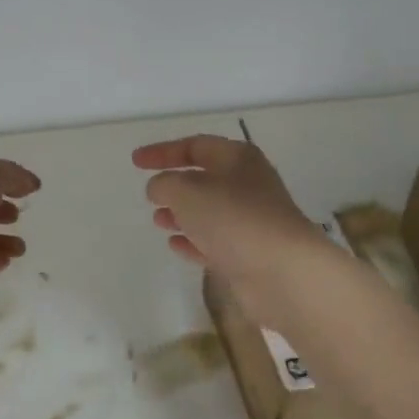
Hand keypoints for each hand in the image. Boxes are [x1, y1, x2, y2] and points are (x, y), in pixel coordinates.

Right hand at [133, 135, 321, 324]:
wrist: (282, 272)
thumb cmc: (233, 219)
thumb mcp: (187, 192)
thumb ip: (165, 184)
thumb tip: (160, 188)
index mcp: (237, 159)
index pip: (195, 146)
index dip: (163, 152)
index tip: (136, 162)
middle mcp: (247, 185)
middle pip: (205, 178)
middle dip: (175, 185)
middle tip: (150, 194)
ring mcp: (250, 221)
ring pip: (209, 211)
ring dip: (182, 214)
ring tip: (158, 220)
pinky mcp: (249, 253)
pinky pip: (215, 241)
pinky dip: (194, 240)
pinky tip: (175, 244)